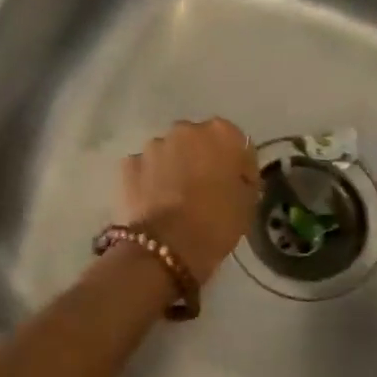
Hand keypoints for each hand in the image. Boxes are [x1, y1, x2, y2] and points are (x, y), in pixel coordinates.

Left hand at [119, 119, 260, 283]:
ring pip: (168, 152)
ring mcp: (153, 145)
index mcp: (220, 133)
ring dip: (173, 167)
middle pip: (197, 141)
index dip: (236, 164)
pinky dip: (148, 180)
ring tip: (174, 199)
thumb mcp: (248, 203)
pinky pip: (144, 168)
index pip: (234, 141)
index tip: (236, 185)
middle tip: (204, 191)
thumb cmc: (216, 223)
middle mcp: (184, 129)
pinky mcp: (128, 164)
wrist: (167, 247)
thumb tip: (235, 174)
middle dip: (200, 159)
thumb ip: (243, 178)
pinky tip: (153, 203)